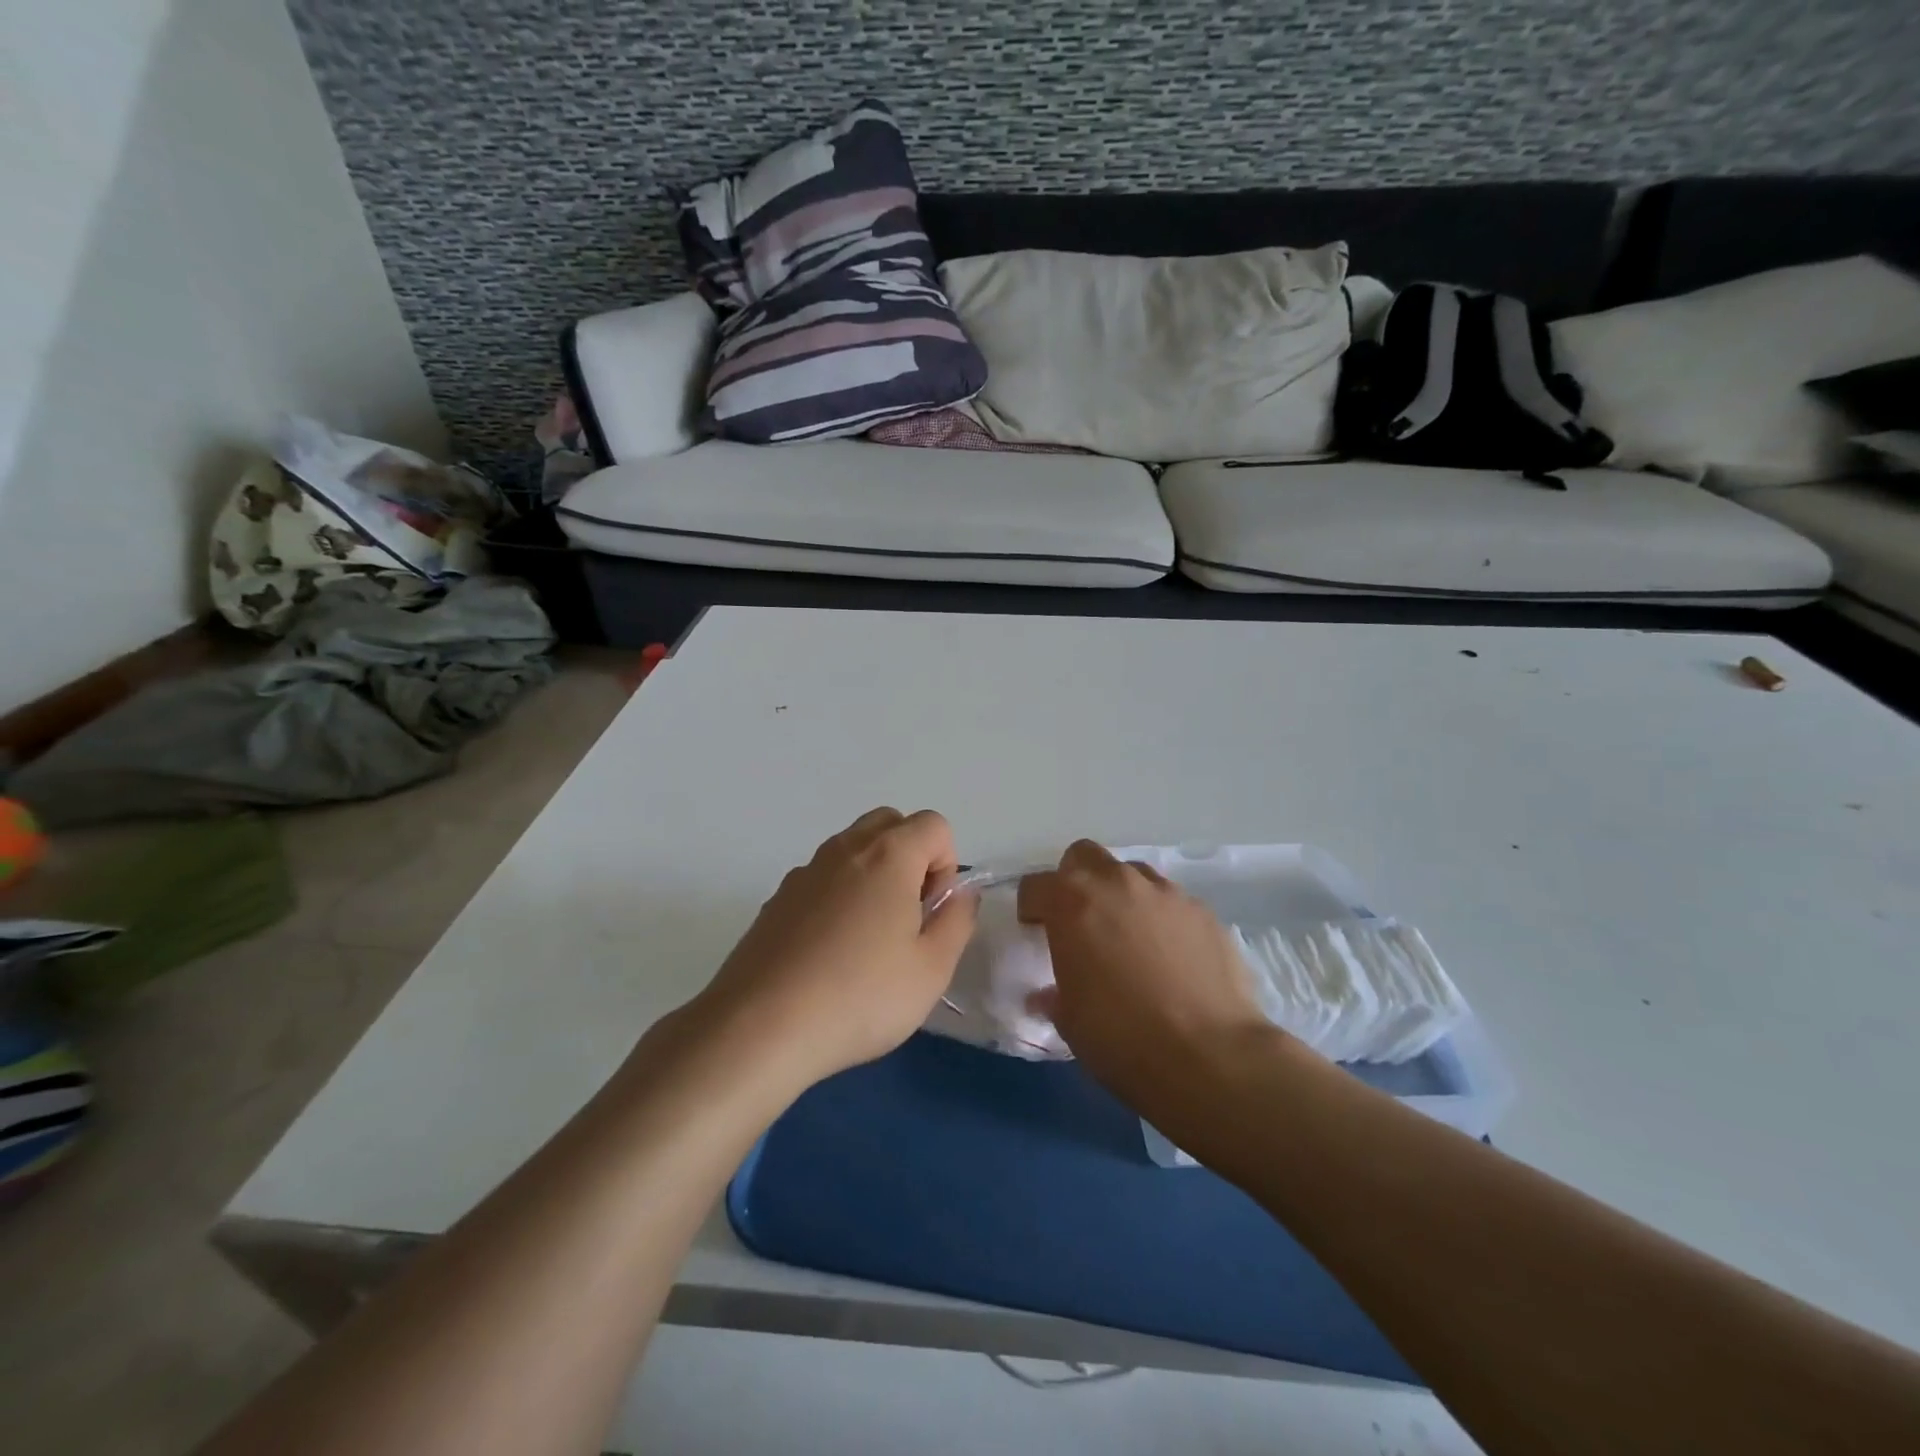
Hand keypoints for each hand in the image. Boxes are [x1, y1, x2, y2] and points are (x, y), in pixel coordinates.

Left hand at [689, 808, 977, 1091]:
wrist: (760, 1027)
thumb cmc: (860, 996)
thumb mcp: (932, 969)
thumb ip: (957, 921)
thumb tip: (959, 894)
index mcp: (888, 855)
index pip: (934, 825)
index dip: (946, 864)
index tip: (931, 912)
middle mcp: (844, 849)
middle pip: (890, 824)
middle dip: (911, 858)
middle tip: (907, 917)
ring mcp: (805, 871)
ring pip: (852, 849)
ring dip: (873, 876)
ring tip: (868, 941)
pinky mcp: (777, 898)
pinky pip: (822, 879)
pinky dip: (838, 896)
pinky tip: (829, 954)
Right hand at [1018, 841, 1271, 1115]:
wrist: (1210, 1057)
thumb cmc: (1122, 1038)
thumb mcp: (1070, 1021)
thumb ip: (1055, 995)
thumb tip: (1049, 995)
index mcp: (1073, 903)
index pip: (1036, 885)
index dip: (1032, 907)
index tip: (1035, 930)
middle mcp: (1117, 883)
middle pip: (1084, 857)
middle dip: (1076, 881)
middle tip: (1081, 921)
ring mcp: (1166, 893)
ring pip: (1133, 874)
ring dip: (1123, 897)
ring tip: (1130, 939)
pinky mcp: (1204, 912)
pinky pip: (1172, 903)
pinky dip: (1163, 920)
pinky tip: (1172, 958)